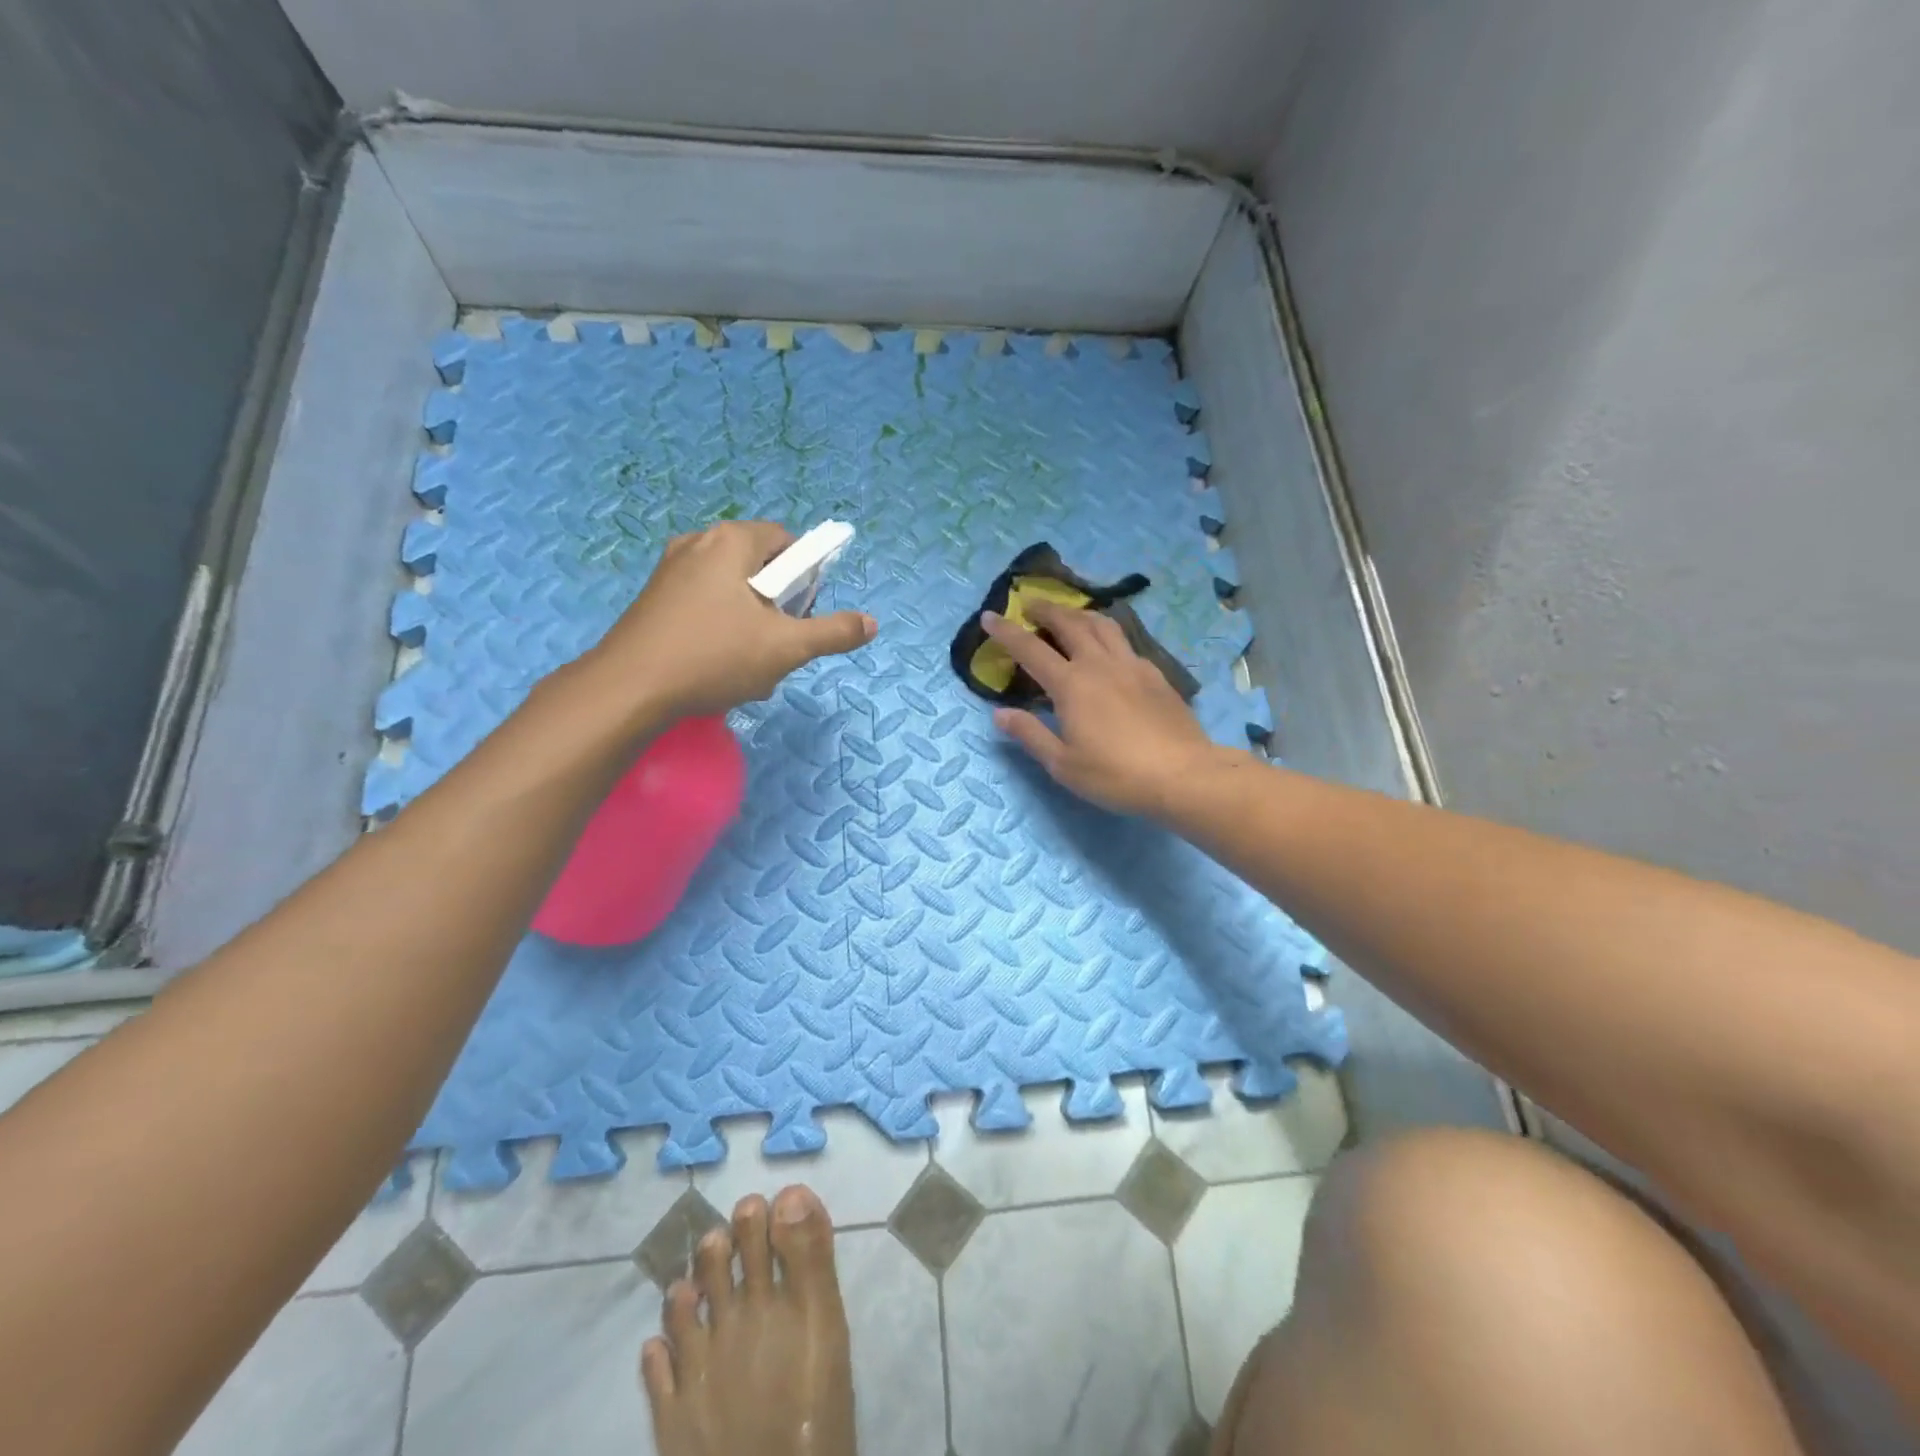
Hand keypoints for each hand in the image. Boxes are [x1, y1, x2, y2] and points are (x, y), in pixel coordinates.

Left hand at [589, 520, 875, 719]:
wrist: (629, 689)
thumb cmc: (714, 657)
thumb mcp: (786, 648)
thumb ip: (833, 632)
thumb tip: (871, 624)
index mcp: (731, 541)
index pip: (786, 541)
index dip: (806, 575)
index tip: (805, 612)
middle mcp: (698, 543)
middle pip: (759, 566)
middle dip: (778, 606)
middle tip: (780, 642)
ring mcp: (670, 571)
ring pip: (732, 591)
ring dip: (752, 624)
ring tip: (749, 664)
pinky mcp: (654, 600)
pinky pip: (704, 605)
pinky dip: (721, 630)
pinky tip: (718, 667)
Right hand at [982, 601, 1222, 816]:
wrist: (1183, 775)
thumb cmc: (1116, 775)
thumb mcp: (1063, 764)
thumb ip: (1030, 734)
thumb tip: (999, 714)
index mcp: (1071, 685)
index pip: (1030, 649)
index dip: (1006, 631)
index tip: (989, 616)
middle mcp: (1099, 664)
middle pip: (1069, 624)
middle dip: (1046, 610)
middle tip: (1031, 605)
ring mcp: (1131, 665)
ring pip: (1102, 624)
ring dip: (1079, 614)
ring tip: (1069, 615)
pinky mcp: (1155, 674)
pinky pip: (1125, 641)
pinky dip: (1107, 633)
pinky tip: (1108, 647)